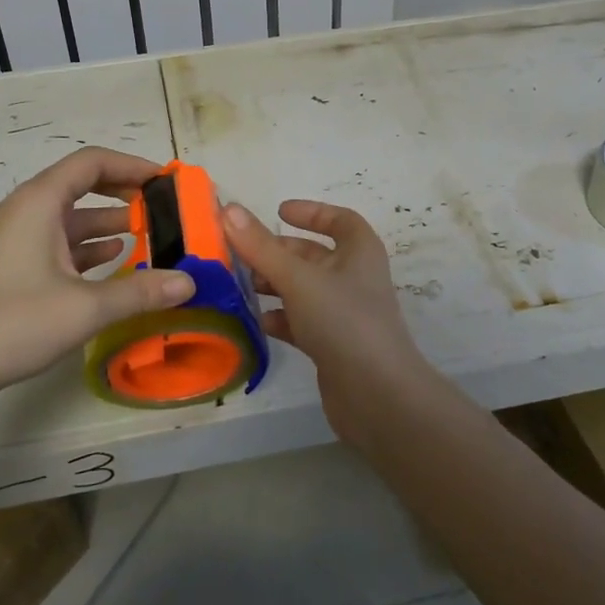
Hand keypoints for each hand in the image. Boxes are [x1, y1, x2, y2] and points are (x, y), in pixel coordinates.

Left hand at [0, 147, 193, 403]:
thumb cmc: (13, 322)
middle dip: (125, 193)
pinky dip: (91, 246)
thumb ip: (140, 291)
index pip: (92, 162)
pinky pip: (61, 243)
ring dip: (110, 223)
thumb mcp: (85, 308)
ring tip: (150, 237)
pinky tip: (116, 260)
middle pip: (83, 185)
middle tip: (163, 209)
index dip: (132, 165)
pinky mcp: (15, 265)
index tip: (166, 181)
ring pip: (73, 218)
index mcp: (40, 202)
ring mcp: (19, 239)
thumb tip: (190, 282)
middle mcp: (28, 210)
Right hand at [222, 199, 429, 431]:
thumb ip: (261, 246)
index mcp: (359, 252)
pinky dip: (280, 318)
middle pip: (314, 256)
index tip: (278, 212)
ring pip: (304, 289)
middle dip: (279, 252)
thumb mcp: (298, 278)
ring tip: (243, 285)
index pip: (339, 220)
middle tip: (243, 254)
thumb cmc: (343, 321)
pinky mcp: (333, 345)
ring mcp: (345, 313)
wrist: (376, 395)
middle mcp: (355, 278)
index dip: (311, 212)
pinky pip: (302, 322)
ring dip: (275, 285)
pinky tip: (256, 321)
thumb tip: (228, 208)